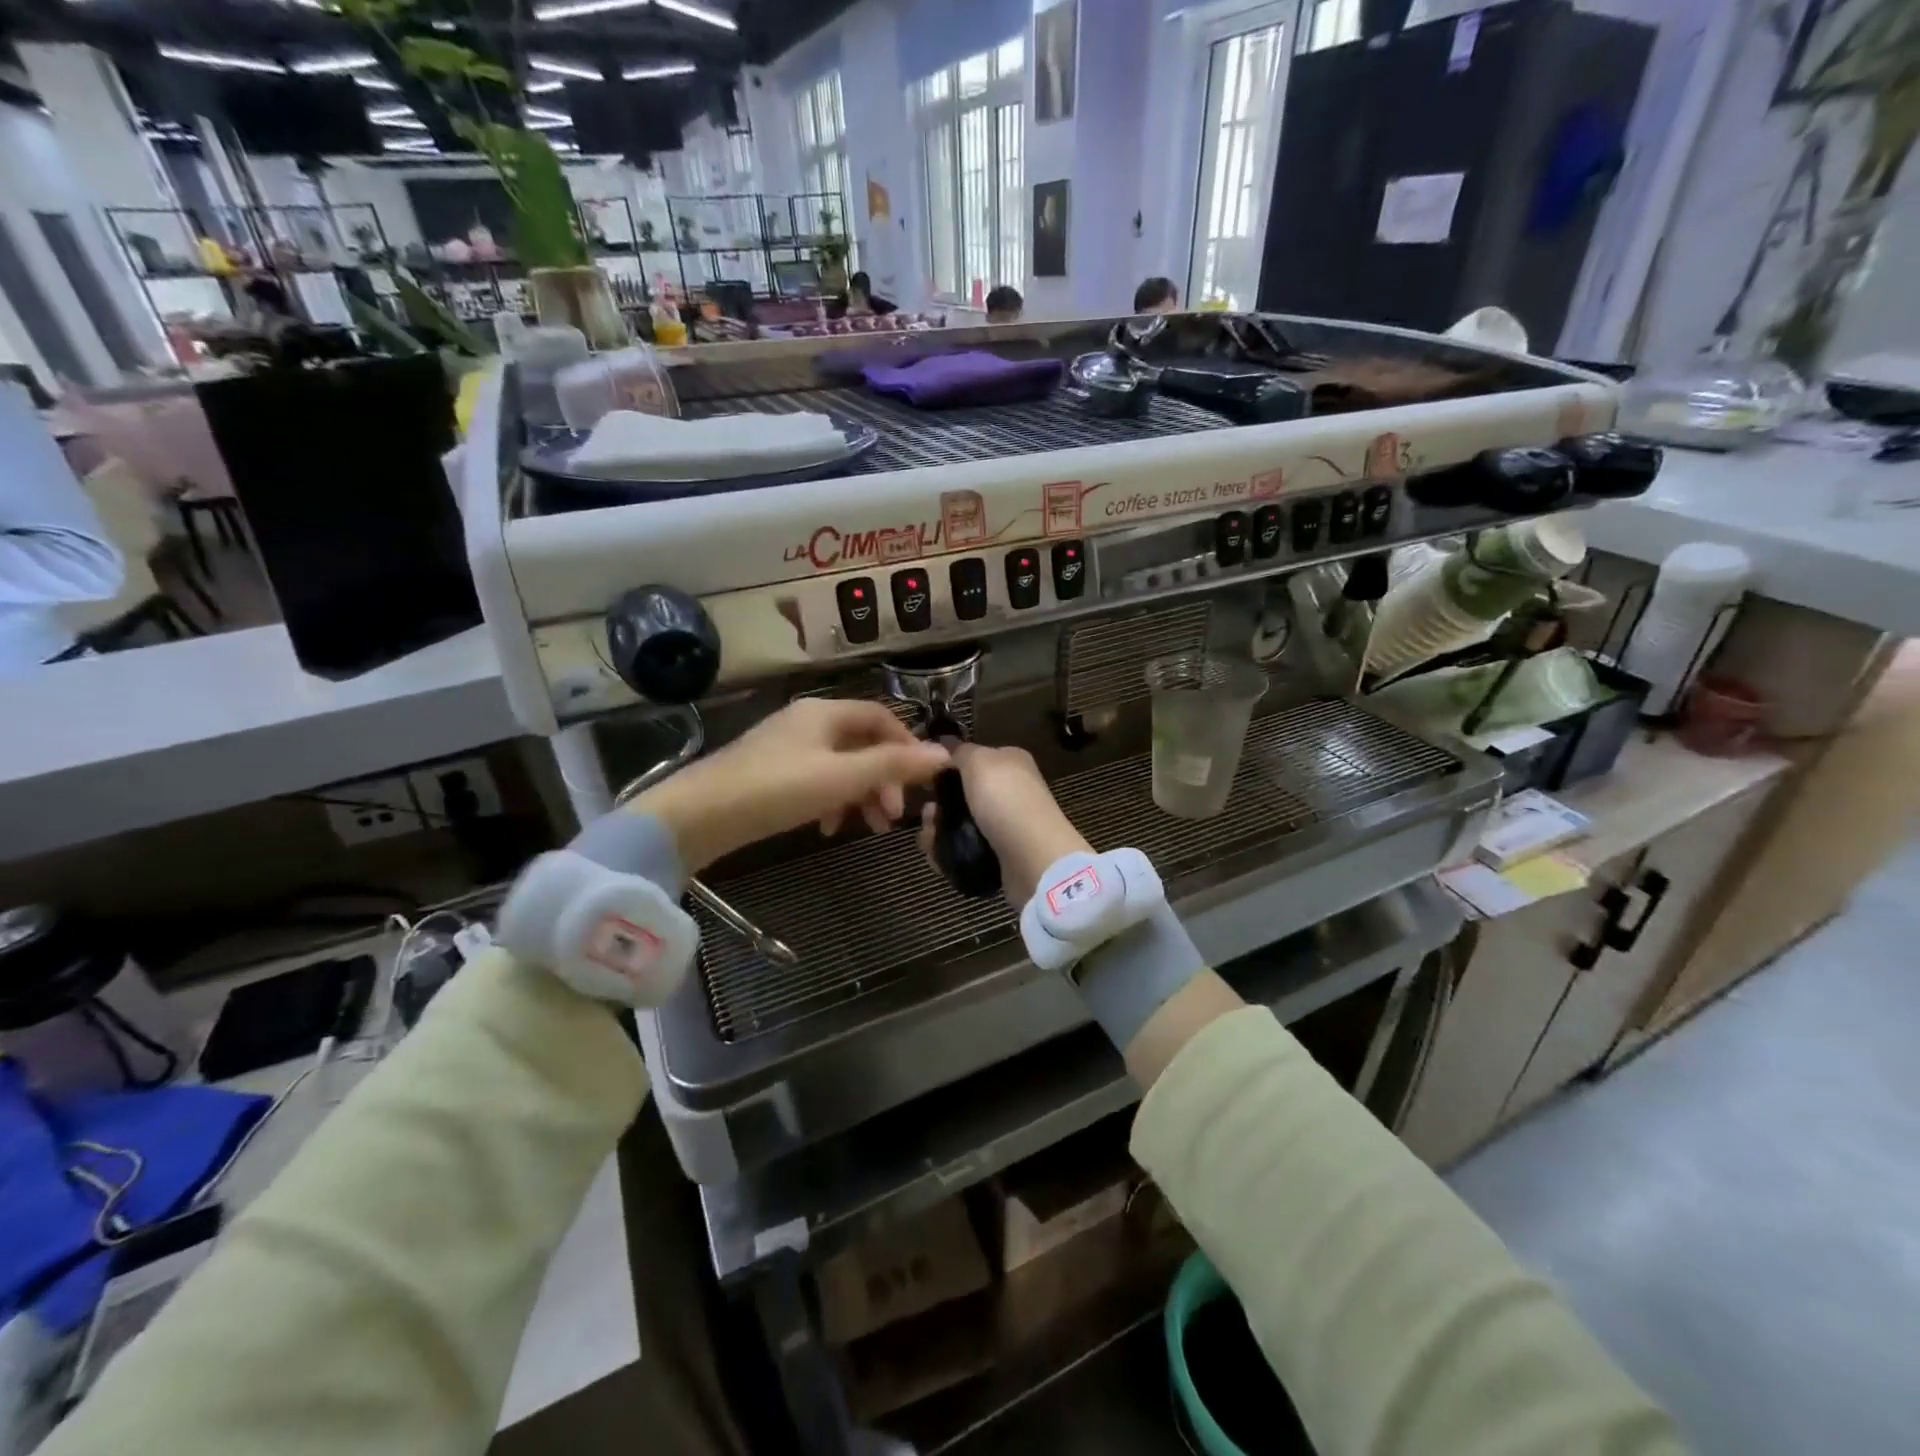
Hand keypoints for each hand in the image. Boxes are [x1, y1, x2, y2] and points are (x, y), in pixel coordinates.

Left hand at [632, 699, 949, 871]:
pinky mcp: (770, 772)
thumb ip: (893, 765)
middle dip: (884, 778)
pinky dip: (832, 800)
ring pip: (840, 765)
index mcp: (825, 713)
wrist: (697, 816)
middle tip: (893, 816)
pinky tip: (828, 829)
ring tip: (869, 828)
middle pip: (862, 744)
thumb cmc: (776, 790)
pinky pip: (816, 780)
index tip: (922, 780)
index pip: (882, 717)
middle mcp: (808, 722)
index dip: (907, 745)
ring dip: (861, 793)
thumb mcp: (842, 778)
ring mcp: (787, 747)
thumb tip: (943, 754)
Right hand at [917, 743, 1090, 904]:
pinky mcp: (998, 856)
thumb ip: (961, 751)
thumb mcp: (979, 761)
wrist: (1032, 858)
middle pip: (962, 795)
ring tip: (929, 837)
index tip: (925, 778)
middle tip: (928, 814)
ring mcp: (1004, 826)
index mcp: (1010, 764)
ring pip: (958, 825)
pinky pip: (963, 850)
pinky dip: (946, 853)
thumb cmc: (1005, 800)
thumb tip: (947, 744)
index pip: (973, 759)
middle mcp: (1009, 792)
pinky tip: (935, 855)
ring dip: (937, 830)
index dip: (948, 767)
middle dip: (938, 805)